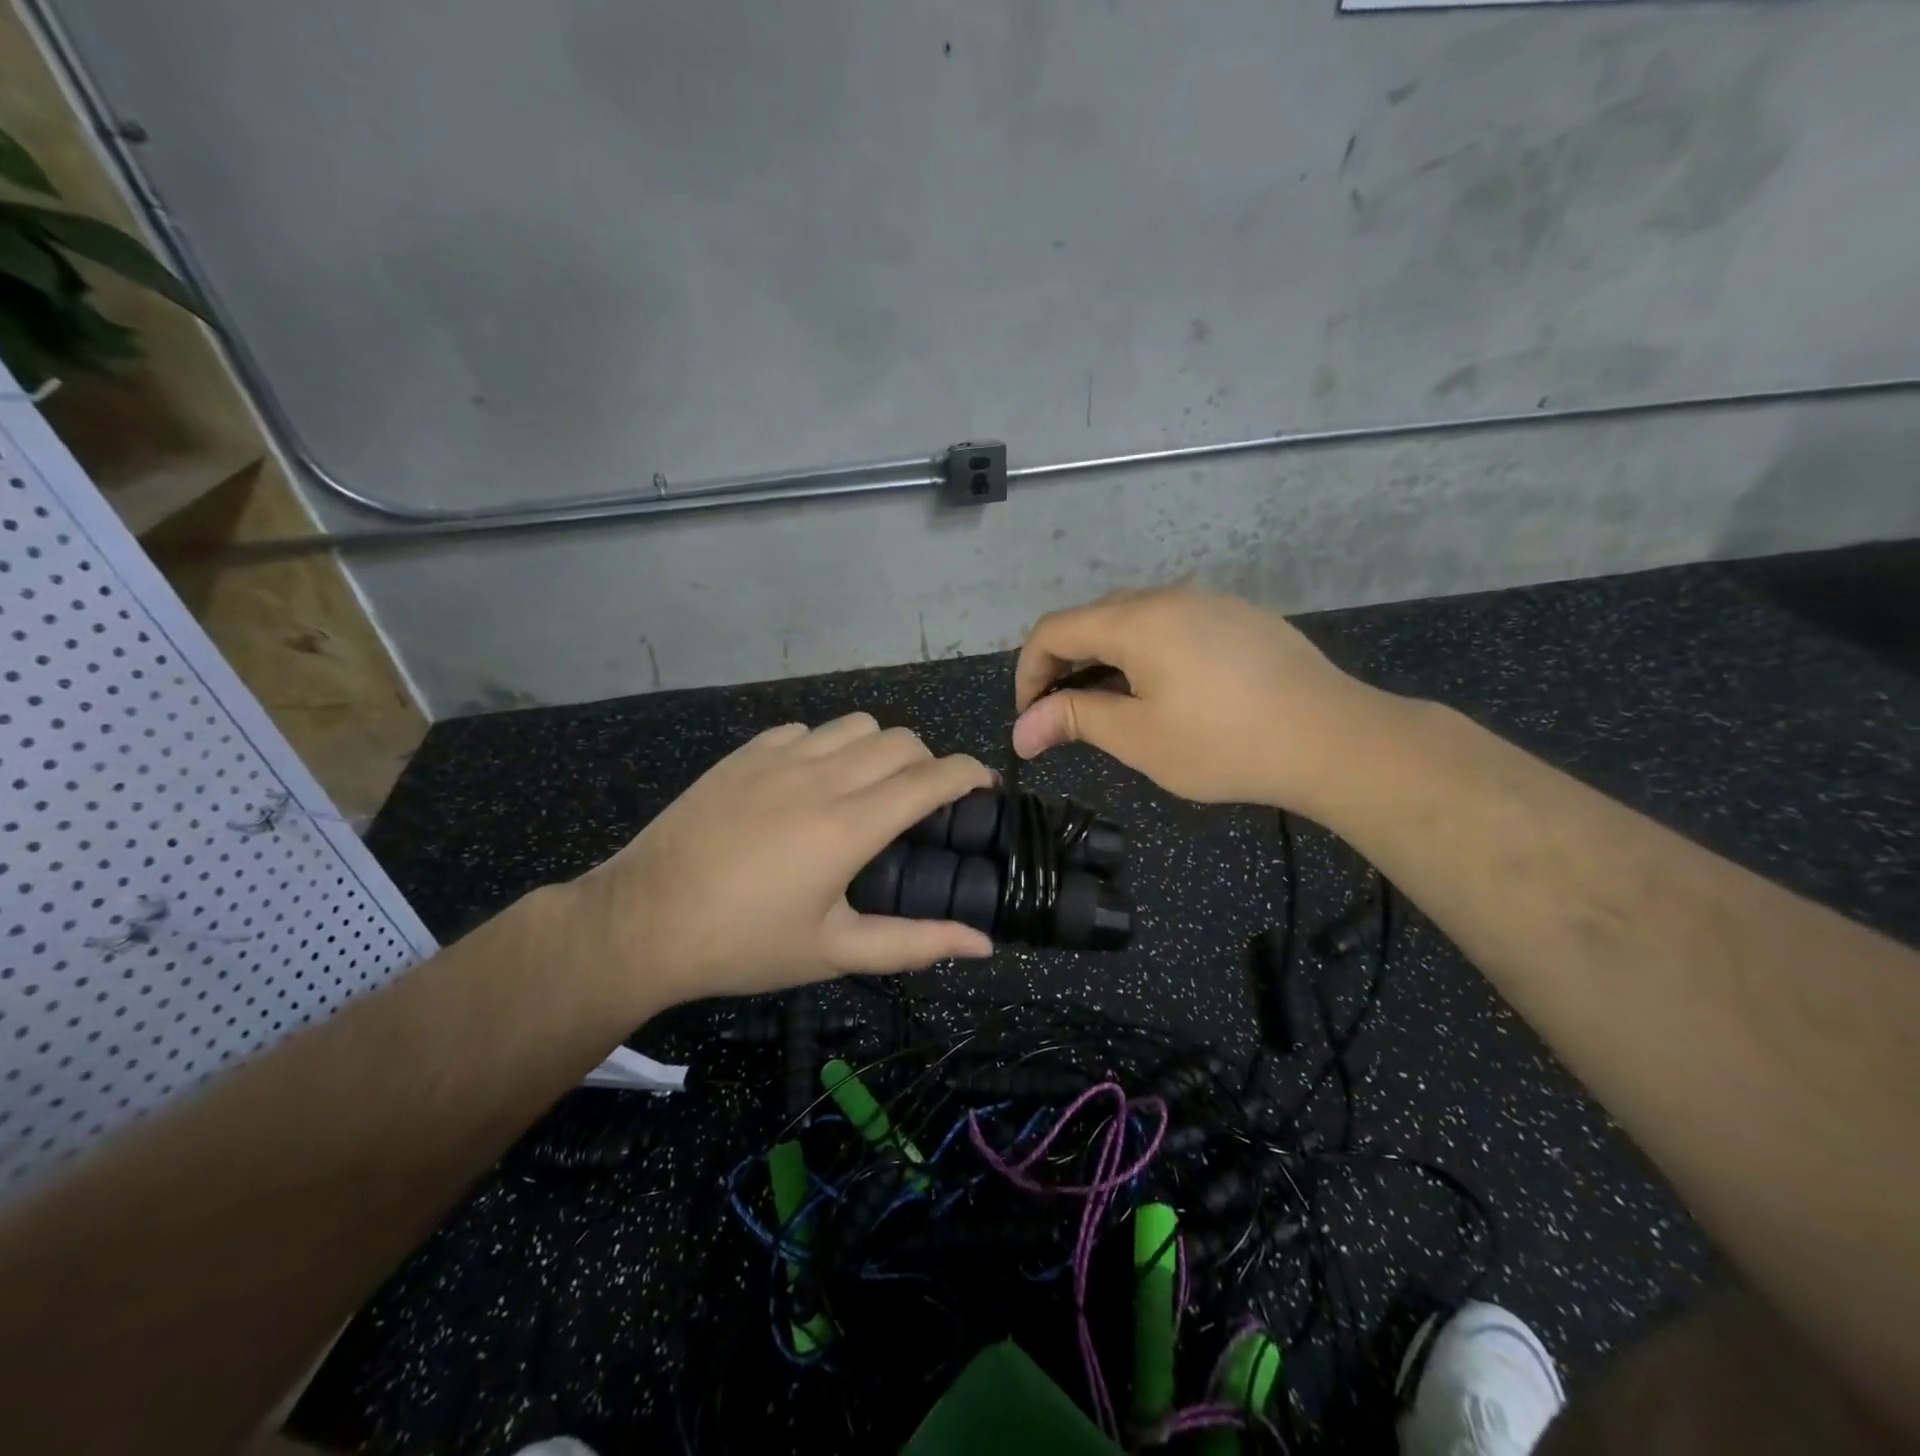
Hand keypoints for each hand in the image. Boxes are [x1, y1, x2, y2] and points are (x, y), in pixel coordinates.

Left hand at [567, 715, 995, 1007]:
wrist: (644, 921)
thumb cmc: (744, 944)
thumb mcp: (834, 953)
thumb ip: (914, 943)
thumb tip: (982, 943)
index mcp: (850, 825)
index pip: (932, 777)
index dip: (969, 774)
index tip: (984, 787)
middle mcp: (822, 776)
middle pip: (902, 741)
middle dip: (928, 764)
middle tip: (922, 804)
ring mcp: (780, 757)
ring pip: (857, 724)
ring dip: (880, 748)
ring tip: (869, 787)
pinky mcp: (746, 752)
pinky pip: (807, 730)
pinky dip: (828, 746)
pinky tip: (812, 782)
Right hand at [1011, 585, 1391, 809]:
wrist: (1334, 739)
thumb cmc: (1224, 742)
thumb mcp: (1139, 737)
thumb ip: (1074, 719)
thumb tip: (1022, 730)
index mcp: (1136, 619)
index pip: (1054, 630)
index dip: (1028, 671)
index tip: (1030, 718)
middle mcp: (1169, 596)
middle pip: (1092, 619)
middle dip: (1064, 666)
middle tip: (1063, 717)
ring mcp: (1210, 603)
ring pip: (1134, 621)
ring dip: (1105, 659)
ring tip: (1111, 707)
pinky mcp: (1241, 618)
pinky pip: (1173, 625)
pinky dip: (1146, 654)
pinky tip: (1166, 691)